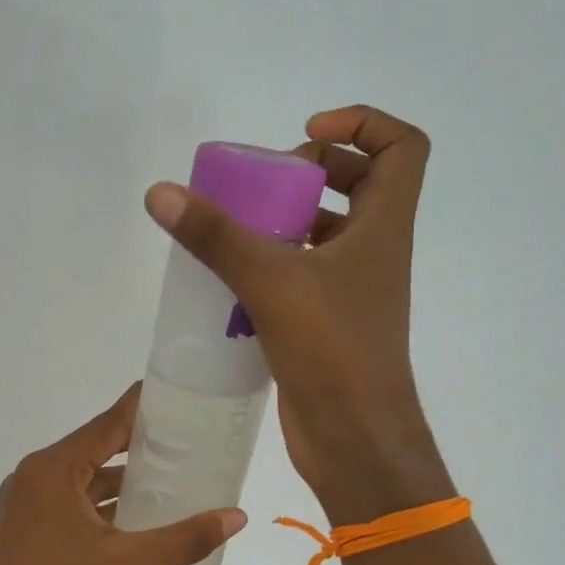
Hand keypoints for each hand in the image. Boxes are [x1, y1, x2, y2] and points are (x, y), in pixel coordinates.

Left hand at [0, 384, 246, 564]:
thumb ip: (186, 538)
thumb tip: (238, 516)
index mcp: (50, 471)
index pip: (106, 425)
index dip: (143, 408)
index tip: (181, 393)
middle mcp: (34, 481)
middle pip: (96, 450)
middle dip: (141, 446)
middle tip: (191, 438)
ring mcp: (28, 511)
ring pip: (86, 483)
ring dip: (125, 482)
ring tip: (176, 475)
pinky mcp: (31, 538)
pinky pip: (75, 509)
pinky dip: (107, 509)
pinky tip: (144, 518)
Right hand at [144, 105, 449, 522]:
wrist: (355, 440)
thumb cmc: (333, 352)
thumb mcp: (271, 282)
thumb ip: (216, 236)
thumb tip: (162, 193)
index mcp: (384, 228)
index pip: (402, 147)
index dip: (361, 124)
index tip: (305, 136)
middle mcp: (375, 252)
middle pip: (359, 185)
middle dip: (310, 173)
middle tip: (261, 186)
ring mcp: (352, 291)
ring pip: (326, 234)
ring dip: (284, 221)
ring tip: (234, 230)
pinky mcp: (326, 324)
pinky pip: (302, 276)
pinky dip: (272, 266)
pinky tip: (229, 280)